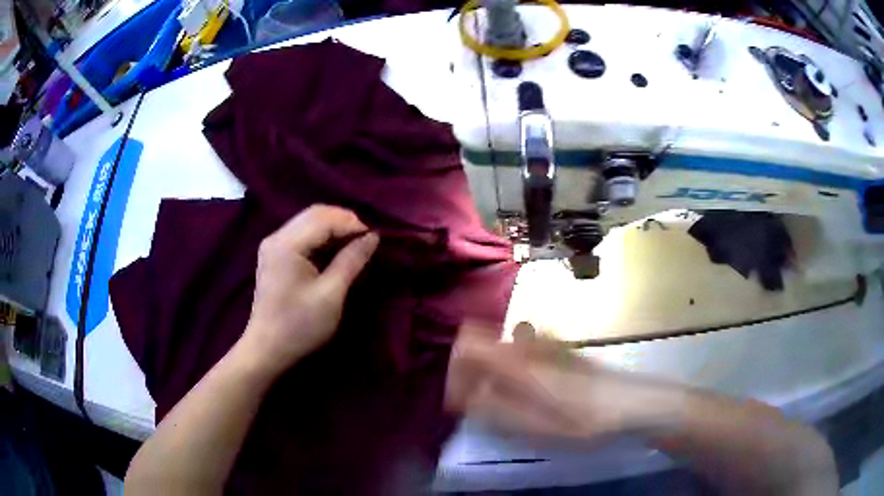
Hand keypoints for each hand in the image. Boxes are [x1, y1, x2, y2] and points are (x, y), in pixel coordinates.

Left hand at [240, 205, 378, 375]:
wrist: (268, 349)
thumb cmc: (299, 325)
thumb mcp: (331, 295)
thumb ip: (351, 261)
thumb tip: (373, 237)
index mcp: (287, 244)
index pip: (324, 219)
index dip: (352, 223)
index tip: (375, 238)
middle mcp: (276, 237)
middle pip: (314, 214)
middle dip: (343, 221)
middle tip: (367, 238)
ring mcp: (273, 245)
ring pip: (308, 221)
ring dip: (333, 227)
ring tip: (355, 243)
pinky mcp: (275, 255)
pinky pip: (301, 234)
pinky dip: (322, 236)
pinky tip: (336, 249)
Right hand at [446, 323, 669, 442]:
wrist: (632, 404)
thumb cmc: (583, 420)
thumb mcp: (534, 427)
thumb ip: (493, 409)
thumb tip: (463, 396)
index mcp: (518, 360)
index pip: (466, 343)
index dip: (456, 369)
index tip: (461, 400)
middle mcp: (528, 343)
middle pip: (481, 344)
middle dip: (471, 374)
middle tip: (481, 408)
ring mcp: (544, 344)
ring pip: (500, 349)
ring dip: (490, 374)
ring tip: (503, 406)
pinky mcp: (557, 350)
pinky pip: (519, 353)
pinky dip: (509, 371)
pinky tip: (527, 396)